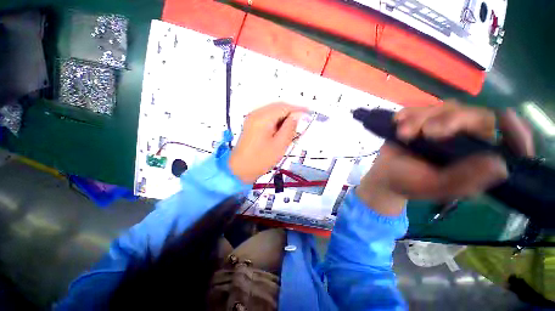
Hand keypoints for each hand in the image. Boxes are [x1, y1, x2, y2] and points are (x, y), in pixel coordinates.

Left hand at [229, 103, 306, 183]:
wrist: (239, 170)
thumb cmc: (260, 160)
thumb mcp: (279, 145)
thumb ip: (289, 128)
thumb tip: (297, 116)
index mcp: (262, 118)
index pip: (284, 107)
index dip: (297, 109)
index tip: (309, 113)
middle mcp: (256, 114)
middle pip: (278, 107)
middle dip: (291, 114)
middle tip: (300, 125)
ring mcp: (252, 119)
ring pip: (273, 113)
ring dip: (284, 119)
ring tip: (291, 132)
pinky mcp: (251, 125)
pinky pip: (267, 118)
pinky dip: (277, 123)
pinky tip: (281, 132)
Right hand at [356, 101, 533, 215]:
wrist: (384, 175)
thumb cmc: (409, 183)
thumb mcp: (435, 187)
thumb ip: (464, 180)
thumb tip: (501, 165)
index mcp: (477, 160)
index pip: (508, 142)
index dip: (514, 130)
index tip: (507, 118)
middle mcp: (466, 141)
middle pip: (474, 116)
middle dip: (450, 120)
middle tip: (428, 132)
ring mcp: (444, 128)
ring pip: (445, 108)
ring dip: (421, 118)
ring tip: (403, 134)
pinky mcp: (423, 122)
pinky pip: (420, 108)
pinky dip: (408, 114)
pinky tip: (398, 123)